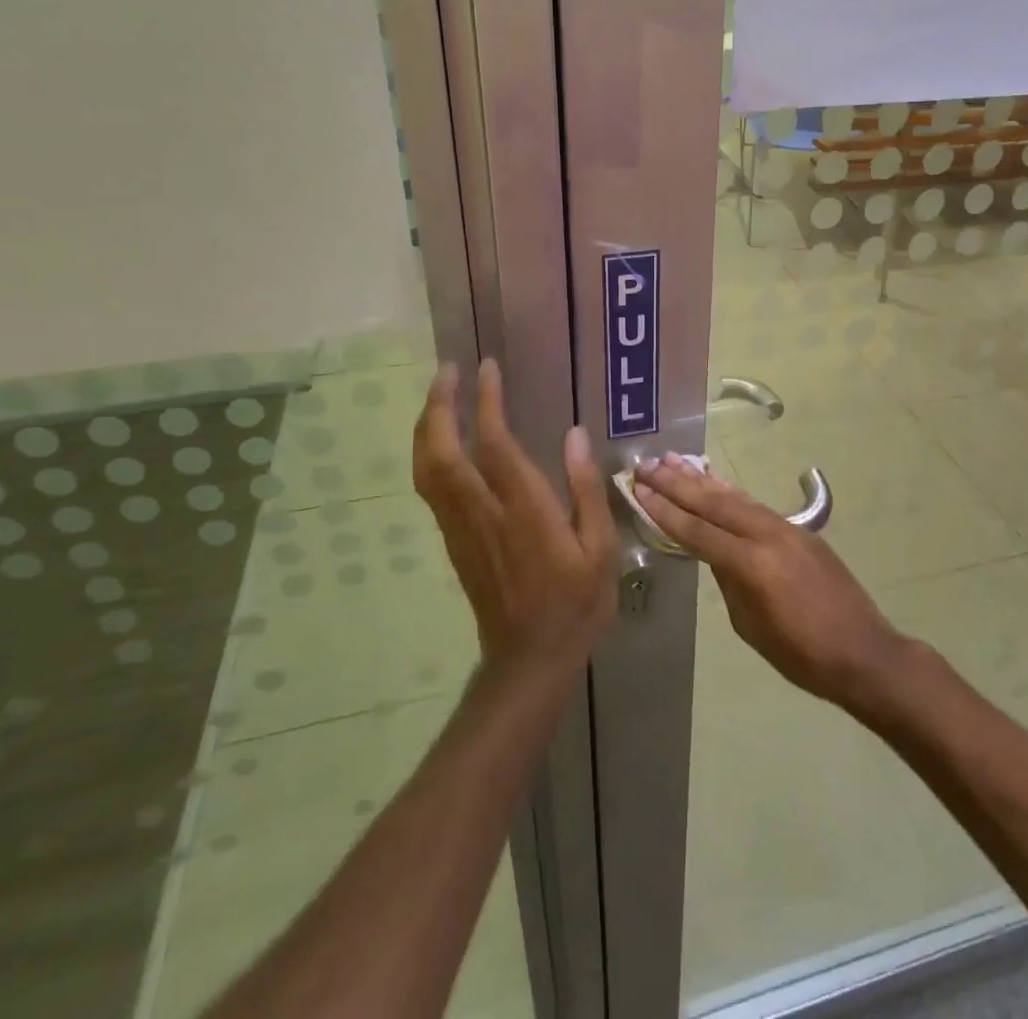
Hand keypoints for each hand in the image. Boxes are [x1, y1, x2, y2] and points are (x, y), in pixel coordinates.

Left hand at [412, 360, 617, 678]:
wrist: (528, 660)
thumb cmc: (575, 603)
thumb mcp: (600, 548)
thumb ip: (585, 490)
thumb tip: (575, 435)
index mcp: (523, 511)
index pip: (495, 444)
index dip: (487, 402)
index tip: (487, 367)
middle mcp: (483, 513)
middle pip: (442, 451)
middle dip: (439, 406)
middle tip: (447, 371)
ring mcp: (461, 527)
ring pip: (427, 469)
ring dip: (428, 426)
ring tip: (439, 395)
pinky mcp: (454, 541)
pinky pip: (431, 488)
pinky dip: (430, 453)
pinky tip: (442, 440)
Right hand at [633, 453, 913, 712]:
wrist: (863, 651)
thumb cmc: (802, 655)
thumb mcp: (751, 626)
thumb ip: (728, 581)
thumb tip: (714, 553)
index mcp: (751, 564)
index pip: (697, 531)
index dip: (664, 510)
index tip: (638, 489)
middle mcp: (767, 535)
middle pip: (713, 503)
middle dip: (676, 483)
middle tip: (646, 465)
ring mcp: (786, 528)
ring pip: (734, 497)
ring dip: (701, 478)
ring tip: (673, 460)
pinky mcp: (799, 529)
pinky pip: (755, 505)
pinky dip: (730, 491)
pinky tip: (715, 480)